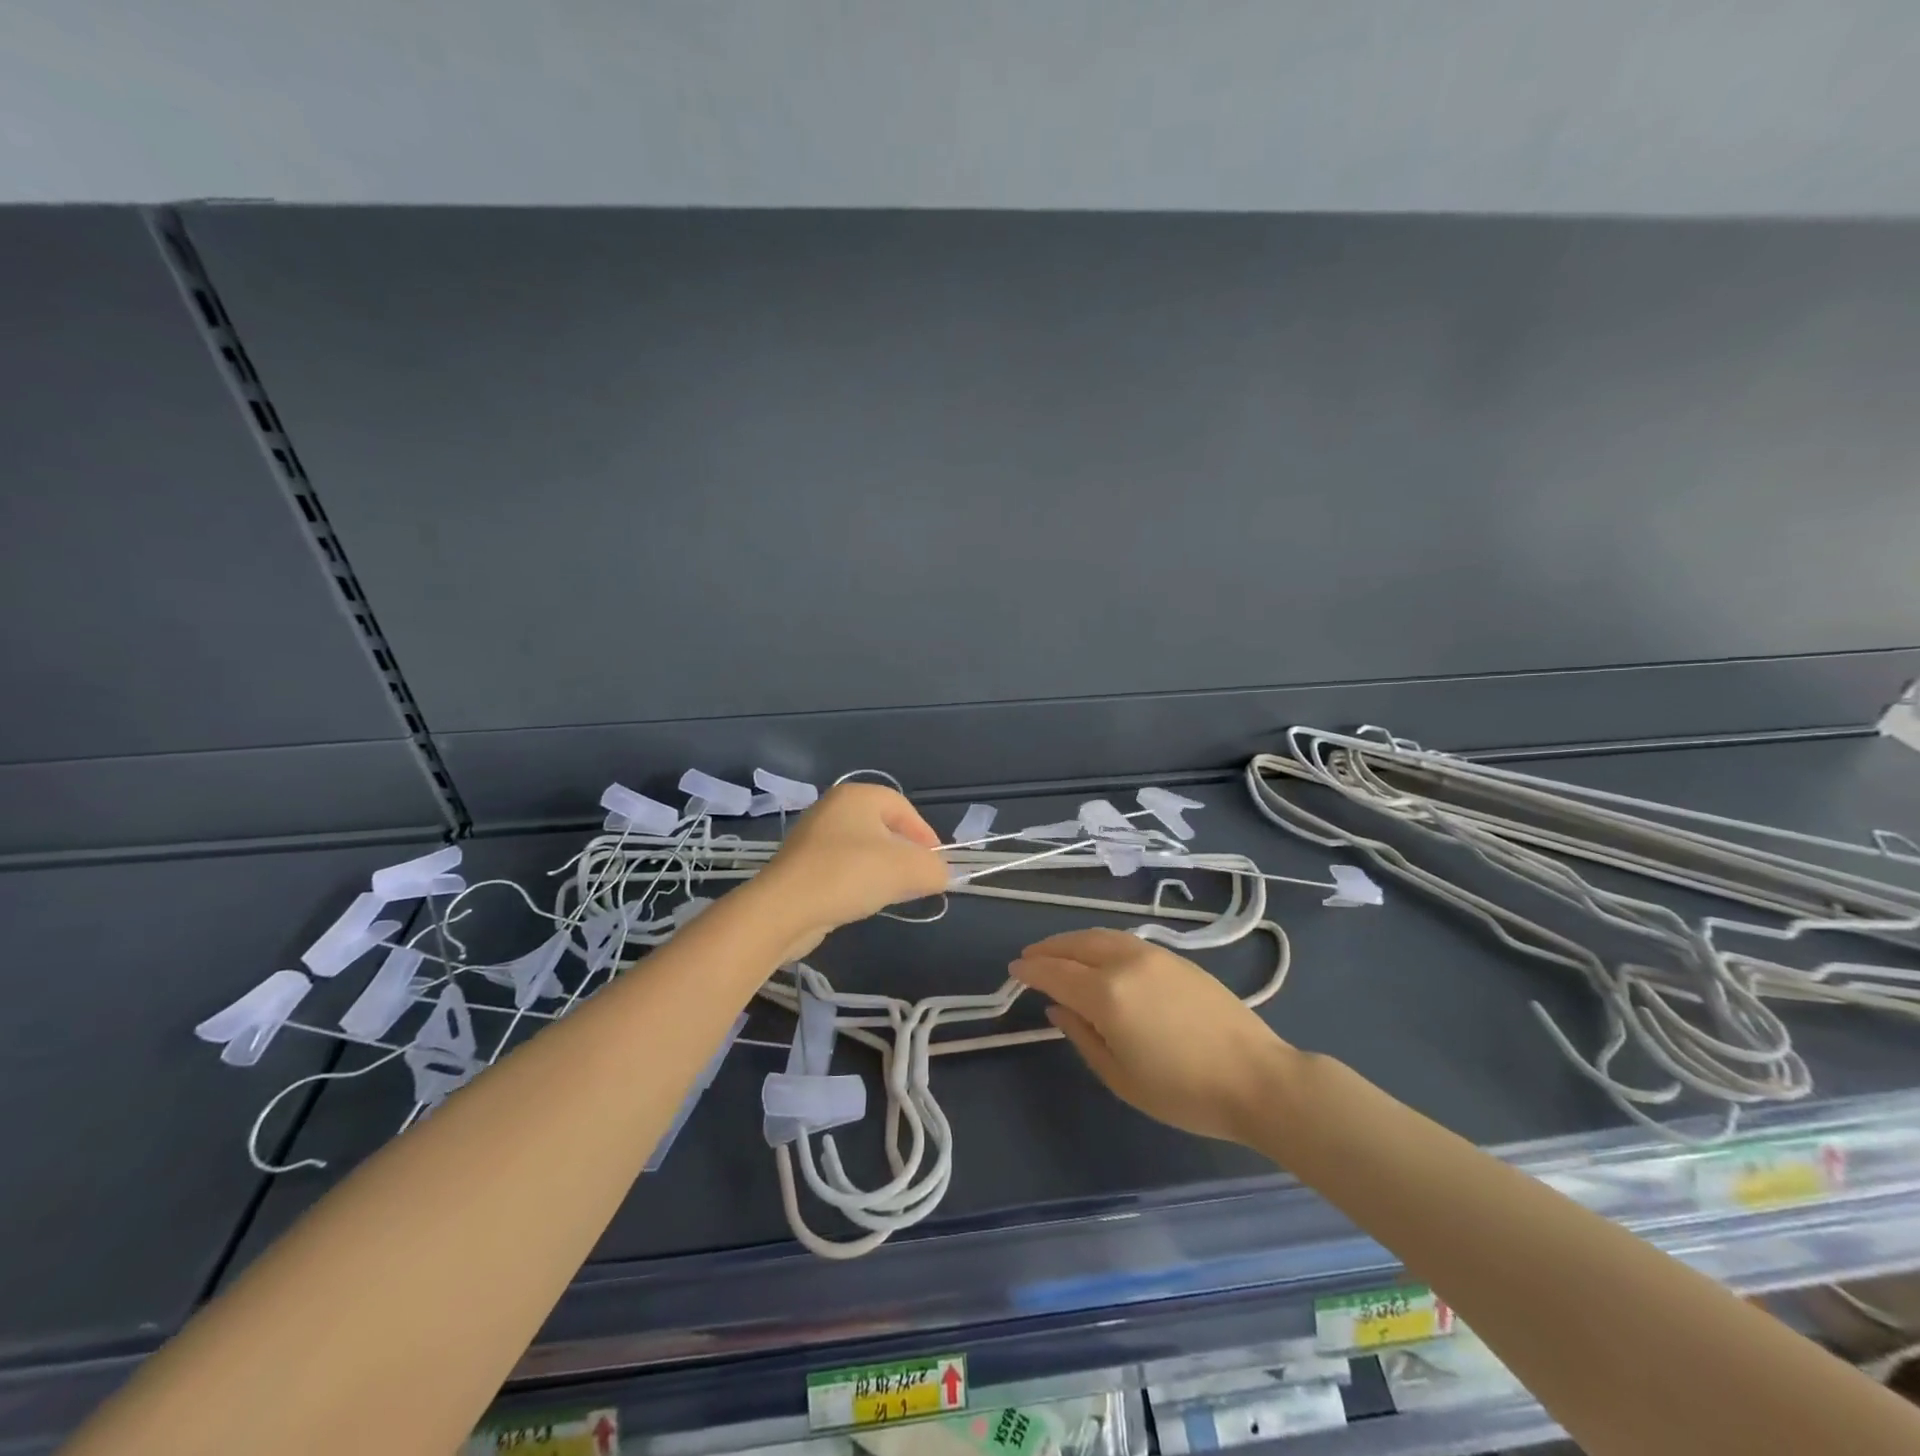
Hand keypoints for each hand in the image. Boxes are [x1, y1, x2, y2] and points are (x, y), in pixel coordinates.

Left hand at [758, 784, 949, 954]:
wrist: (784, 909)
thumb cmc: (850, 874)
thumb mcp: (908, 870)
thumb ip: (934, 869)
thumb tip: (939, 874)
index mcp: (858, 796)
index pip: (904, 809)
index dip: (926, 836)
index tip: (936, 864)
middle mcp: (833, 808)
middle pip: (884, 828)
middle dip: (906, 854)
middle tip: (919, 879)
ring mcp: (813, 836)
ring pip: (863, 849)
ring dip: (883, 870)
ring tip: (893, 893)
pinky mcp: (801, 865)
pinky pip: (842, 867)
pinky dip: (858, 881)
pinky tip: (862, 901)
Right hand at [1012, 928, 1294, 1144]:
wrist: (1255, 1077)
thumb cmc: (1184, 1091)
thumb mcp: (1121, 1077)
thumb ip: (1083, 1037)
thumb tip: (1058, 1009)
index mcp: (1107, 995)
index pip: (1056, 973)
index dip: (1031, 971)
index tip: (1013, 972)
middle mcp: (1125, 963)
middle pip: (1076, 945)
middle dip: (1048, 949)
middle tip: (1029, 958)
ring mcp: (1153, 955)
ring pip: (1100, 936)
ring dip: (1072, 941)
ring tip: (1058, 952)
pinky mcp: (1175, 957)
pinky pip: (1124, 940)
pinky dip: (1099, 942)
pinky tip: (1097, 955)